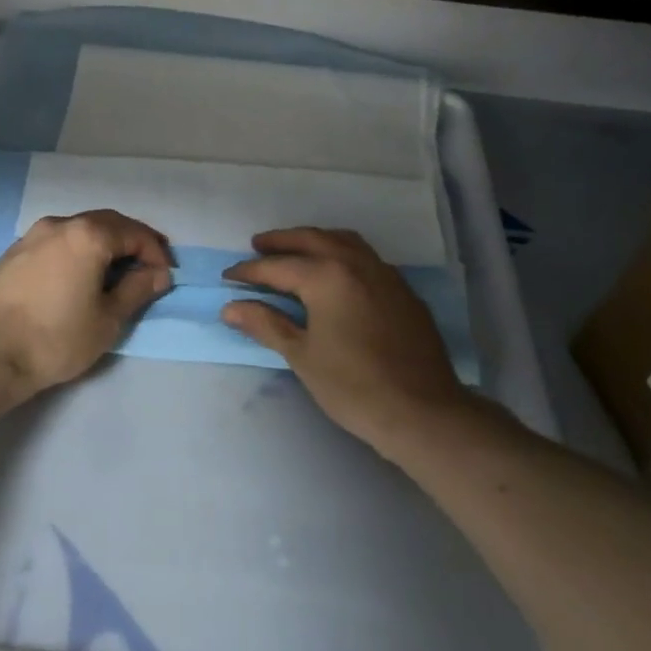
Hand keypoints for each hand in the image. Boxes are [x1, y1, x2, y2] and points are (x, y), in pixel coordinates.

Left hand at [0, 210, 172, 399]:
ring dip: (102, 244)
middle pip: (106, 223)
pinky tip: (77, 276)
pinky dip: (75, 251)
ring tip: (113, 272)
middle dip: (131, 242)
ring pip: (77, 230)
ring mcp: (31, 236)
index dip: (155, 252)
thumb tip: (158, 274)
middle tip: (147, 267)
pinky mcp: (12, 253)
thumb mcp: (107, 320)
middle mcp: (59, 224)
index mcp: (87, 235)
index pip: (133, 233)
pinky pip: (55, 242)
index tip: (165, 277)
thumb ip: (137, 290)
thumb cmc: (56, 339)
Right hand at [221, 227, 473, 454]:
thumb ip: (266, 324)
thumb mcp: (301, 356)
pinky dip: (342, 254)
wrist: (422, 411)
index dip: (249, 272)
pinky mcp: (403, 291)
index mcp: (327, 276)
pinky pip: (366, 258)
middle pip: (312, 239)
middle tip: (257, 246)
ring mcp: (385, 274)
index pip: (278, 266)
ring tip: (296, 251)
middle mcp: (356, 263)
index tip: (228, 277)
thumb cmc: (353, 386)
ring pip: (344, 241)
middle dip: (281, 241)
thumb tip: (230, 308)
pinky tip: (336, 274)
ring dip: (315, 240)